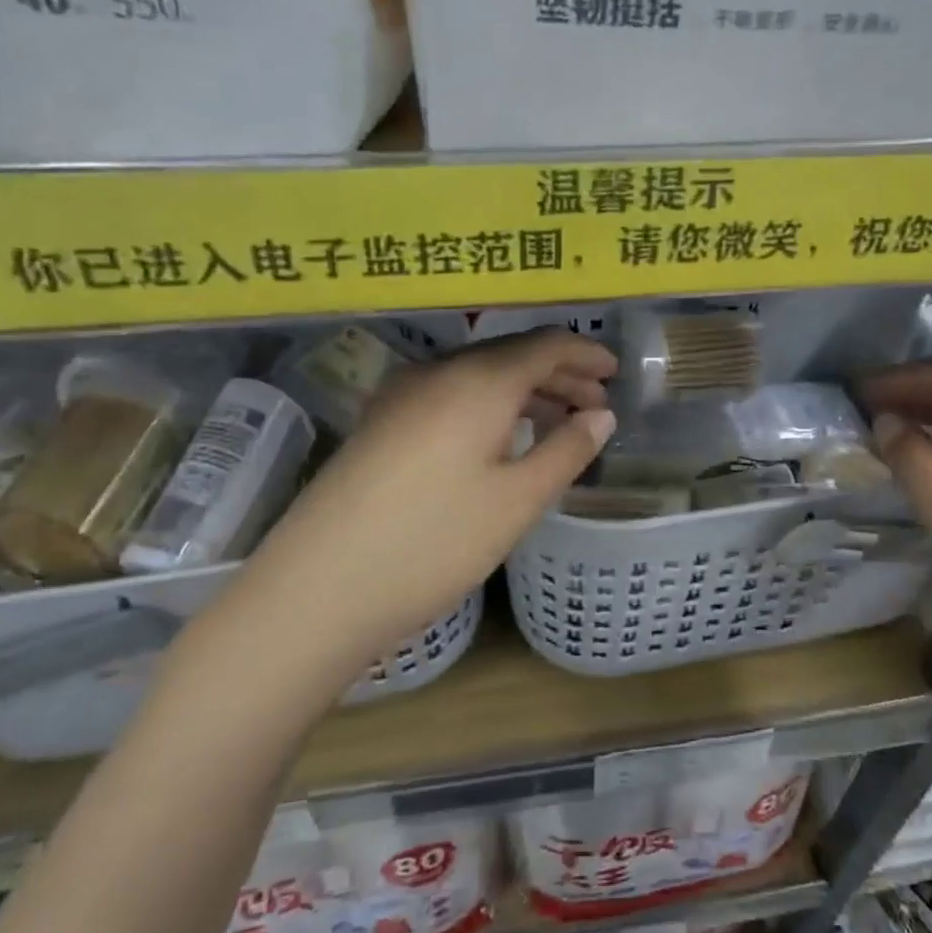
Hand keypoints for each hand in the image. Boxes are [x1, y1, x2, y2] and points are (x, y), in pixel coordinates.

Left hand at [255, 330, 616, 652]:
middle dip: (559, 374)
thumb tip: (601, 416)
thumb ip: (566, 451)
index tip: (615, 373)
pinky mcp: (382, 423)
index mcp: (478, 380)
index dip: (585, 355)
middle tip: (596, 405)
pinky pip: (451, 395)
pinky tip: (501, 440)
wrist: (317, 587)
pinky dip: (490, 406)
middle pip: (511, 355)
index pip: (545, 345)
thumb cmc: (433, 542)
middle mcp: (438, 372)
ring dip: (524, 392)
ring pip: (479, 376)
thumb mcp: (516, 501)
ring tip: (559, 422)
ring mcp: (402, 395)